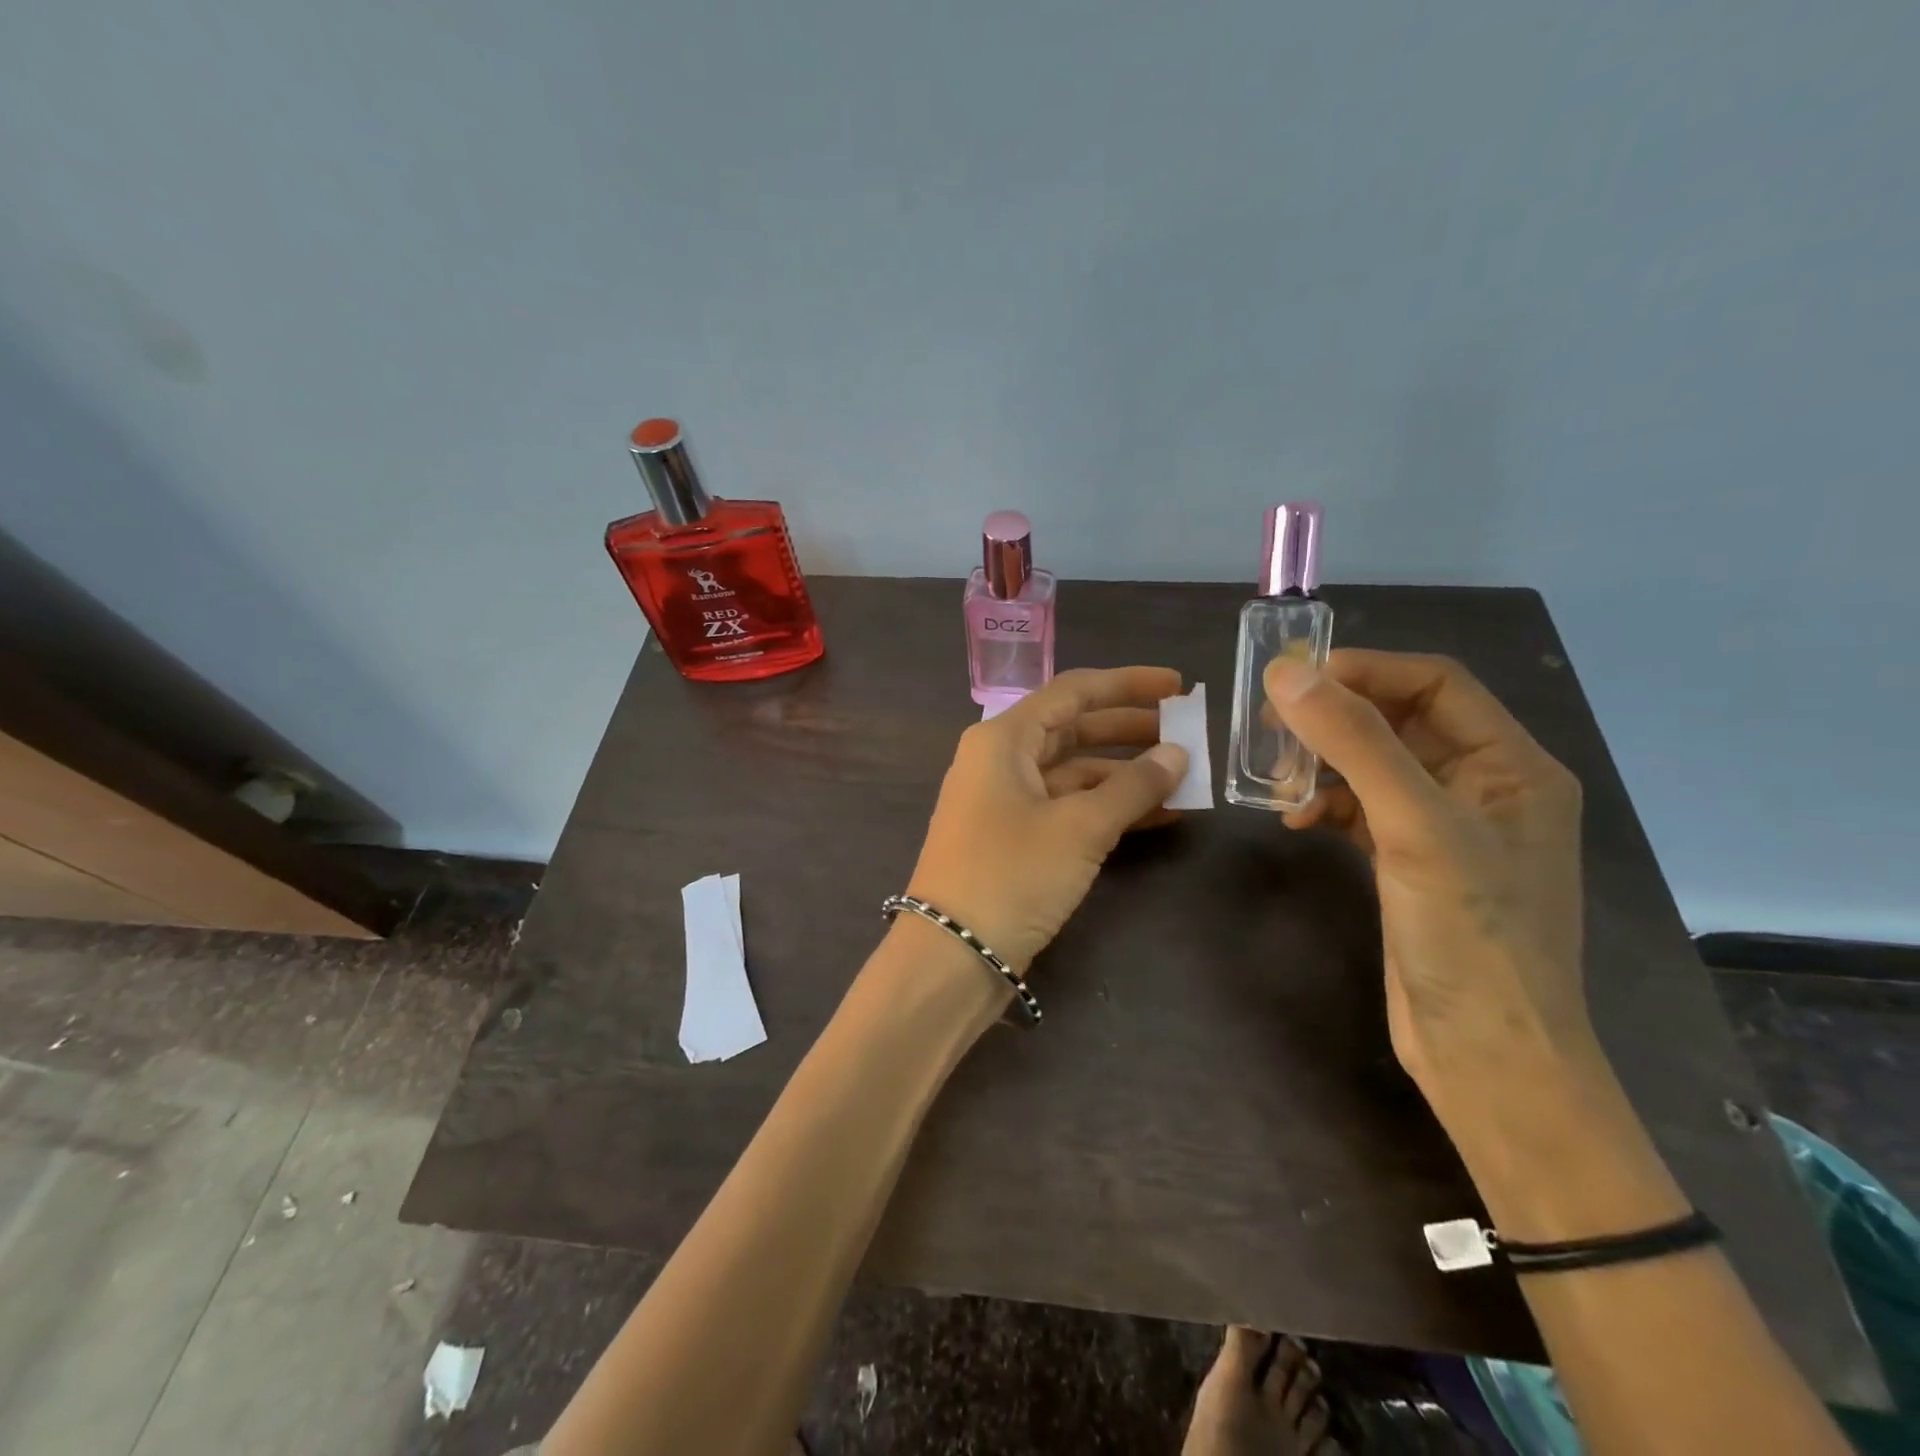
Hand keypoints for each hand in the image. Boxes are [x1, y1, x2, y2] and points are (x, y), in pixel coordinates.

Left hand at [907, 667, 1188, 975]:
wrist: (953, 954)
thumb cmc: (1012, 874)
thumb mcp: (1080, 827)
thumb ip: (1133, 786)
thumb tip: (1177, 754)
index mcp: (1004, 738)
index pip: (1072, 692)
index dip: (1128, 684)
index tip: (1179, 687)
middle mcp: (1001, 760)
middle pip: (1074, 730)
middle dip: (1131, 730)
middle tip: (1187, 734)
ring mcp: (1005, 801)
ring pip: (1075, 773)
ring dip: (1126, 776)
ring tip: (1185, 779)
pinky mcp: (1015, 839)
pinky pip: (1068, 808)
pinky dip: (1109, 809)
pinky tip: (1159, 816)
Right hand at [1265, 650, 1595, 1135]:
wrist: (1485, 1054)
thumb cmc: (1469, 934)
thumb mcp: (1414, 826)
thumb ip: (1354, 743)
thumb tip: (1287, 674)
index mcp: (1513, 766)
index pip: (1436, 684)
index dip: (1367, 670)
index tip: (1295, 678)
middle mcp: (1485, 787)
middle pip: (1401, 722)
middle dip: (1337, 718)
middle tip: (1270, 724)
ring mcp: (1447, 828)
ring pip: (1376, 766)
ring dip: (1325, 763)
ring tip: (1277, 779)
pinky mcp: (1412, 864)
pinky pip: (1363, 810)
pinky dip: (1327, 805)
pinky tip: (1297, 820)